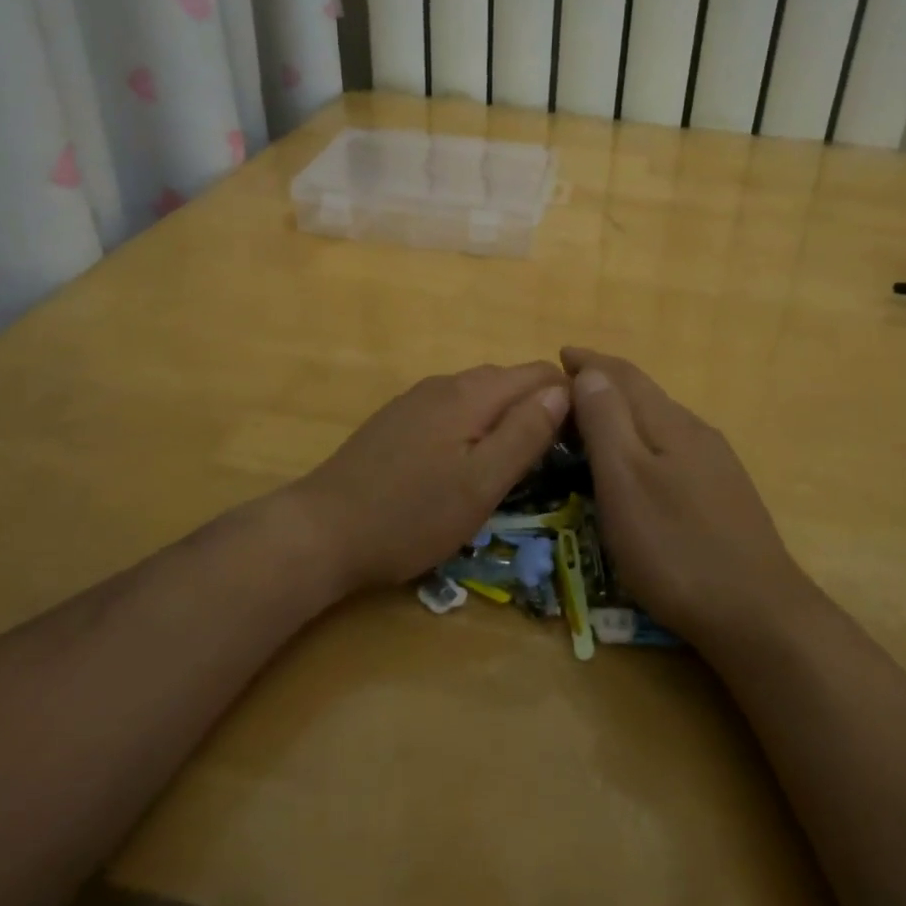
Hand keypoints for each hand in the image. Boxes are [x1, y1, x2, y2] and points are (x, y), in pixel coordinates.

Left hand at [290, 363, 570, 594]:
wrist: (321, 531)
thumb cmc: (411, 515)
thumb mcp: (481, 484)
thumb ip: (525, 434)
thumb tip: (565, 391)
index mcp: (471, 394)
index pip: (538, 374)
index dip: (568, 399)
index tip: (584, 439)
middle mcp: (444, 384)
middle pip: (509, 380)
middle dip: (539, 407)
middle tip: (557, 456)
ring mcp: (416, 400)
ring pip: (480, 395)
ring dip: (507, 417)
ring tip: (519, 461)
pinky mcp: (397, 420)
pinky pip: (453, 409)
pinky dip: (476, 425)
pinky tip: (469, 460)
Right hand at [563, 347, 812, 643]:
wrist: (757, 613)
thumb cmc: (675, 548)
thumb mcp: (625, 482)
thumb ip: (607, 423)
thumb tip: (591, 373)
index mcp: (669, 423)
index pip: (624, 376)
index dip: (590, 362)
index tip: (560, 354)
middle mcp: (696, 431)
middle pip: (645, 394)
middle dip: (606, 382)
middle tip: (568, 386)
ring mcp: (716, 463)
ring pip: (662, 420)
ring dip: (626, 410)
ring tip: (596, 418)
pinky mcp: (725, 493)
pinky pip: (674, 446)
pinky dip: (645, 438)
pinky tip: (641, 461)